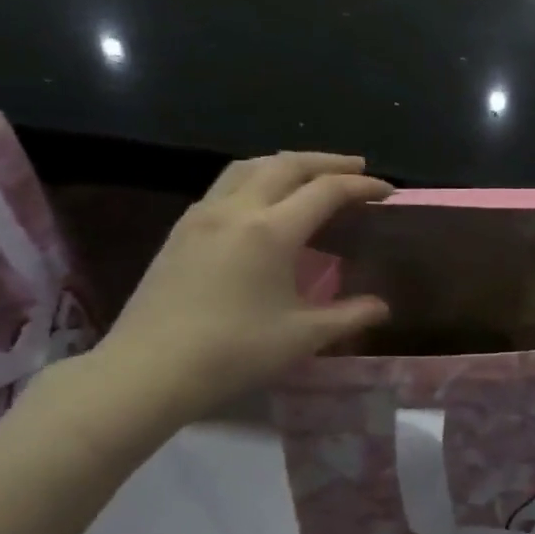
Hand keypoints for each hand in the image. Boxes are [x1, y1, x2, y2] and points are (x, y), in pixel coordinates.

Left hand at [90, 153, 392, 425]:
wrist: (146, 371)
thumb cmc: (233, 353)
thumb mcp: (303, 337)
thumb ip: (349, 315)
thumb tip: (382, 307)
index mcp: (271, 231)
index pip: (326, 191)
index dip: (362, 187)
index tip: (388, 191)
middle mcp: (236, 210)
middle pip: (287, 164)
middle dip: (328, 162)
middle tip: (357, 169)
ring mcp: (202, 216)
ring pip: (249, 167)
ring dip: (288, 162)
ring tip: (312, 174)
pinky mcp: (181, 231)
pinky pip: (226, 184)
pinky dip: (258, 178)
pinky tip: (265, 201)